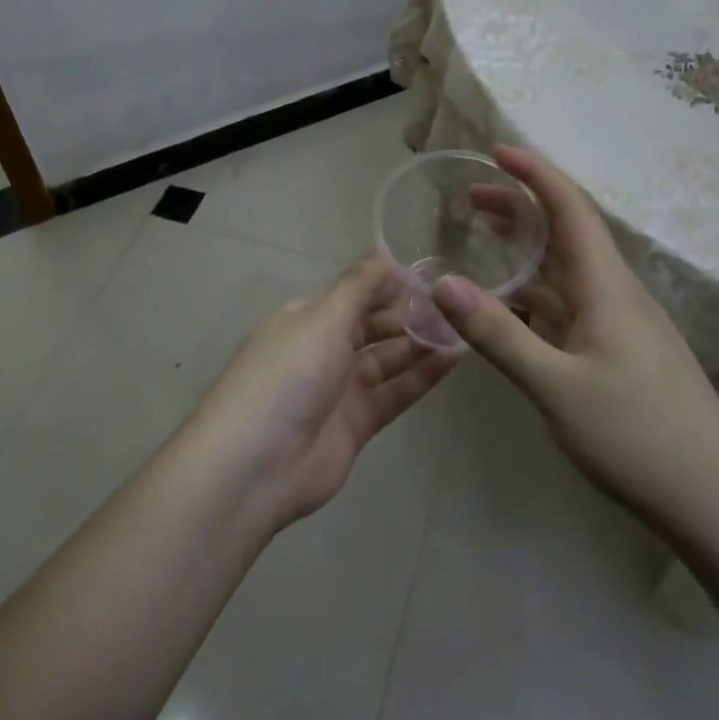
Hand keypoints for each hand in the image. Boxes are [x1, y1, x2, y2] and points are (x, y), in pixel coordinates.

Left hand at [191, 262, 457, 531]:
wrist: (257, 465)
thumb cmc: (287, 376)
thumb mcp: (322, 320)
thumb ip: (358, 287)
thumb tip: (384, 253)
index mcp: (306, 319)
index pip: (353, 293)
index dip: (388, 285)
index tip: (430, 276)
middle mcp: (322, 349)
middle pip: (372, 325)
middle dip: (408, 314)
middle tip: (453, 304)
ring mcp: (340, 388)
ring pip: (387, 358)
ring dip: (419, 344)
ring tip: (461, 328)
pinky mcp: (357, 424)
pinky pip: (394, 392)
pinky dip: (421, 377)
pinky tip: (452, 359)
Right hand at [431, 146, 718, 538]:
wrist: (717, 502)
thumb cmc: (638, 436)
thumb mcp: (555, 386)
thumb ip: (498, 334)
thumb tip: (442, 282)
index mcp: (606, 286)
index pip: (569, 208)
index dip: (534, 173)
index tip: (496, 151)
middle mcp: (616, 293)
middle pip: (565, 232)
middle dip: (518, 207)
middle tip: (467, 201)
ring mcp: (621, 324)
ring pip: (567, 270)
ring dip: (527, 250)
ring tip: (482, 241)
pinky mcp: (621, 352)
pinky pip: (570, 305)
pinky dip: (536, 293)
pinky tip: (512, 308)